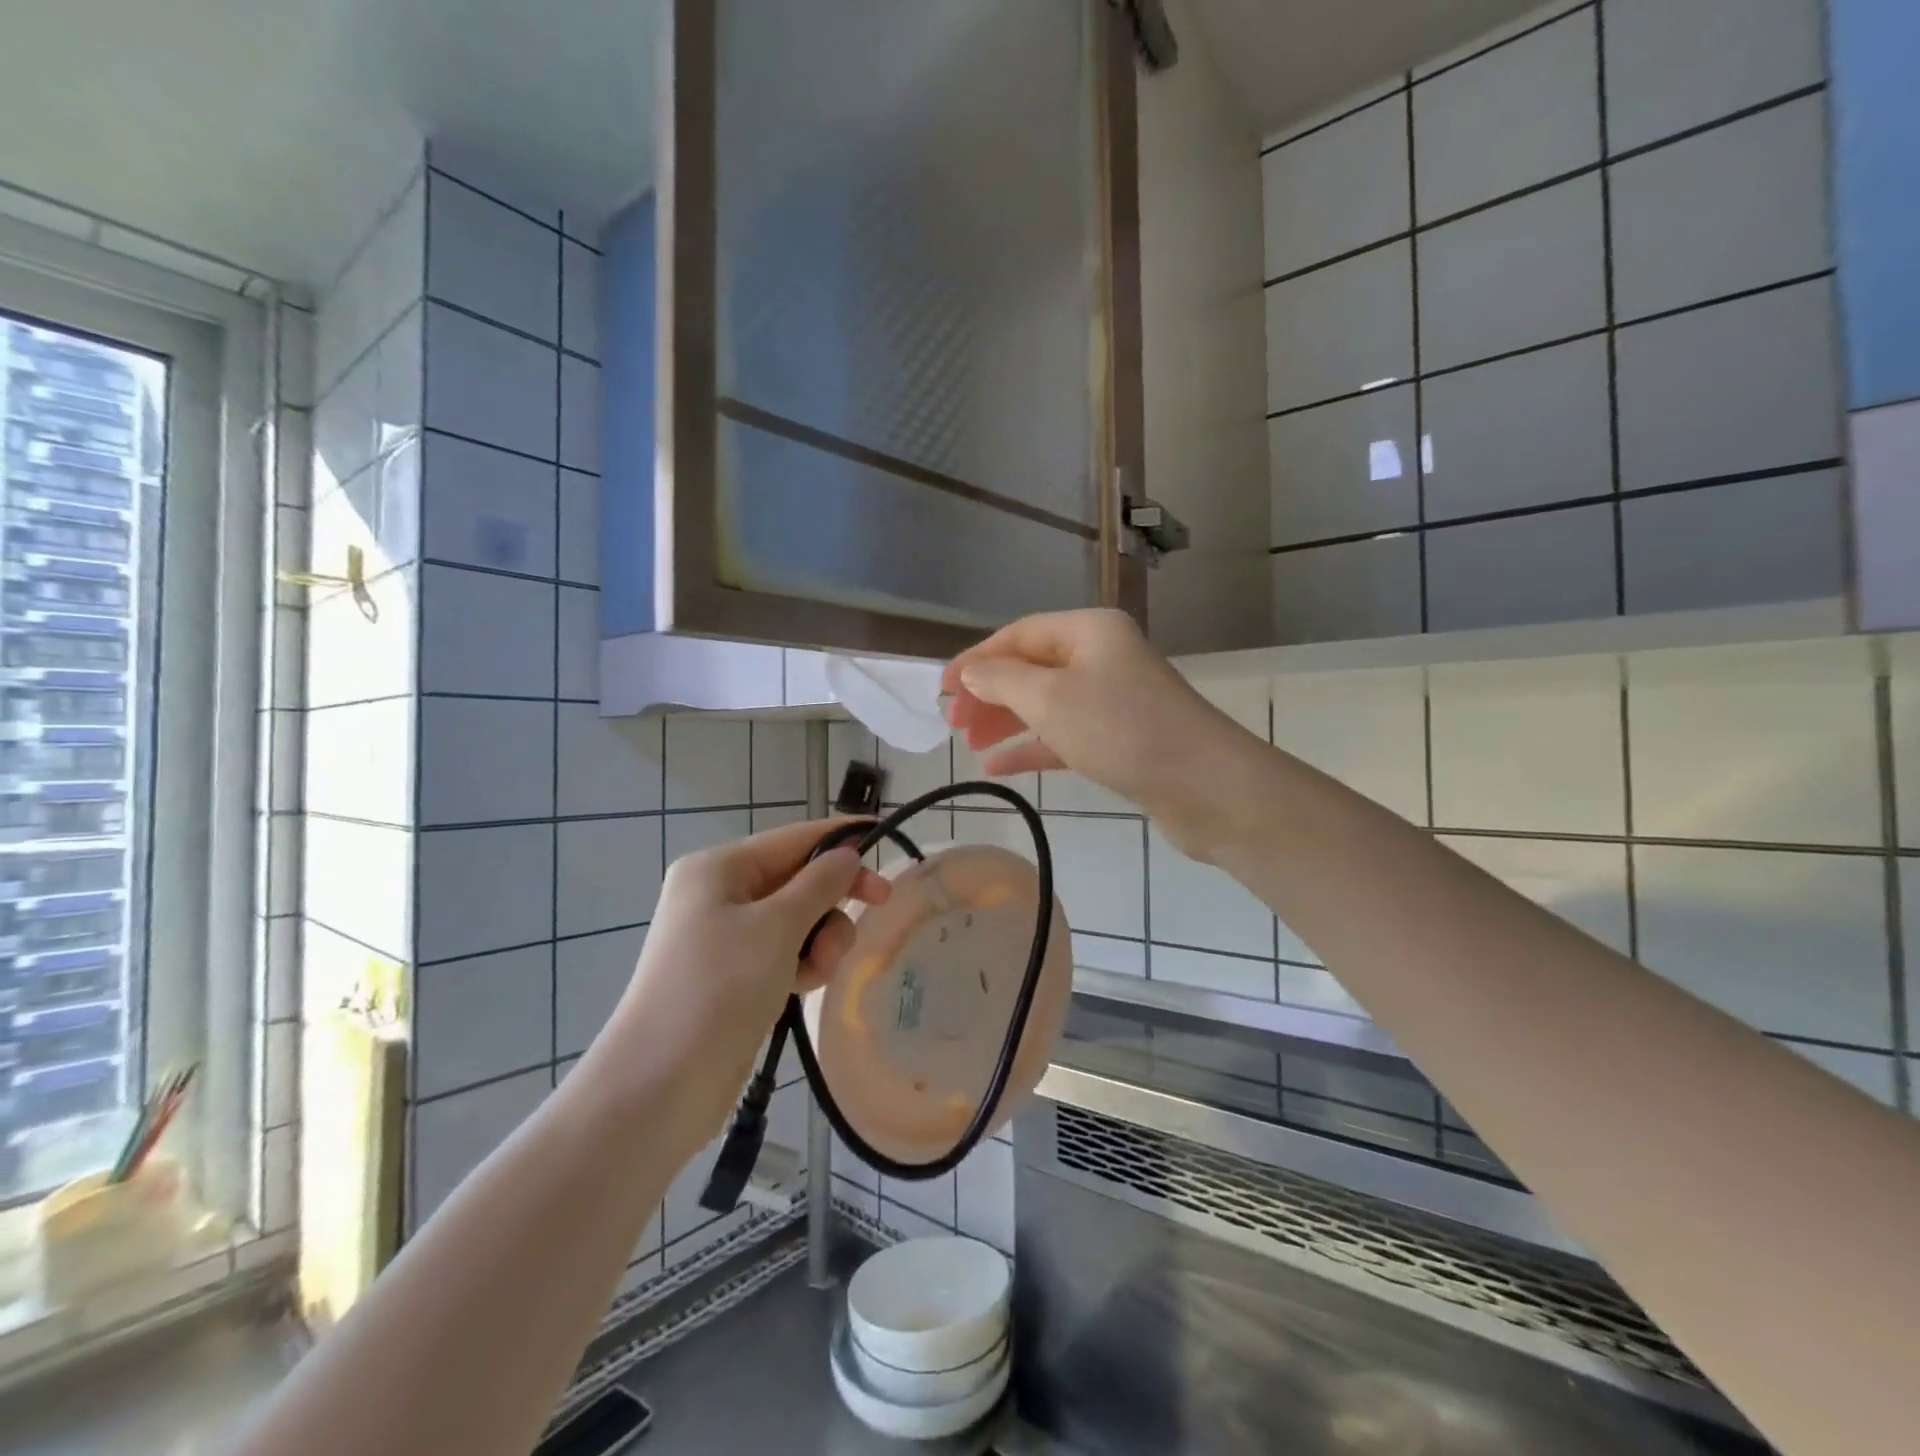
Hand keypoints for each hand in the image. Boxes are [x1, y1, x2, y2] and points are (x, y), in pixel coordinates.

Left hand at [590, 819, 889, 1158]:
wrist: (659, 1086)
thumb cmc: (718, 989)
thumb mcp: (776, 927)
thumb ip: (819, 884)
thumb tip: (845, 853)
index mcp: (719, 868)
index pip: (793, 838)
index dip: (840, 837)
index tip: (884, 837)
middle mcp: (719, 894)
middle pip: (797, 878)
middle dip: (832, 898)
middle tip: (879, 905)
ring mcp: (724, 937)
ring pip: (796, 919)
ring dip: (820, 938)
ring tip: (819, 970)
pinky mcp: (733, 975)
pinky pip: (783, 952)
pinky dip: (802, 962)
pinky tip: (804, 986)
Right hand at [942, 609, 1263, 859]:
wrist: (1207, 787)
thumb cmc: (1122, 730)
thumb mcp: (1050, 699)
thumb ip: (1001, 681)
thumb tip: (971, 672)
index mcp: (1089, 631)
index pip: (1018, 634)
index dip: (976, 658)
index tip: (941, 690)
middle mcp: (1103, 658)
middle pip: (1031, 668)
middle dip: (989, 694)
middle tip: (953, 726)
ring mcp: (1114, 700)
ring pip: (1046, 704)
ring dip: (1007, 722)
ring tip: (970, 746)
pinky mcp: (1121, 740)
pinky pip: (1065, 736)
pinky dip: (1033, 748)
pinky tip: (999, 767)